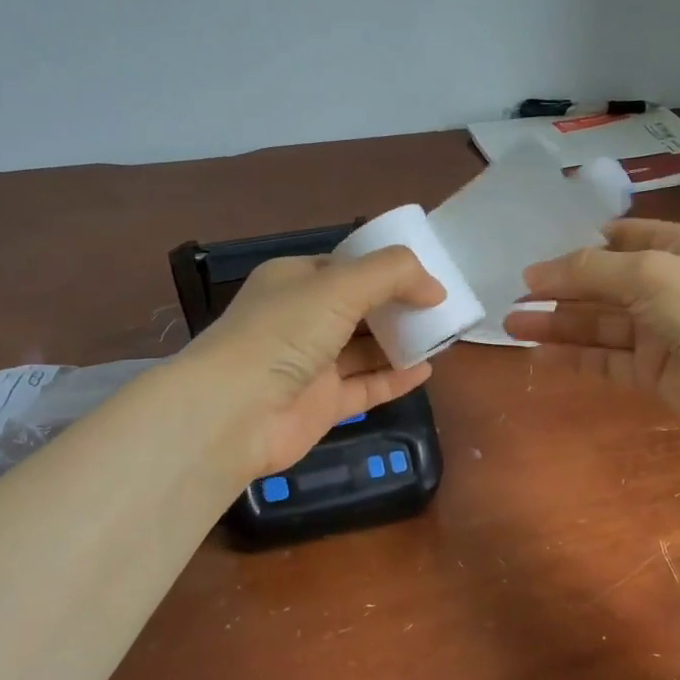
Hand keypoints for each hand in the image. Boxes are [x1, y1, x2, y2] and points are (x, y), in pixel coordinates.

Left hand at [180, 247, 444, 481]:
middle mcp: (302, 320)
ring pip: (365, 350)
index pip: (346, 267)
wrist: (236, 411)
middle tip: (441, 307)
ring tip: (442, 335)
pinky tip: (426, 370)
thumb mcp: (340, 285)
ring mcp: (312, 365)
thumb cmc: (284, 333)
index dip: (386, 269)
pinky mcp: (322, 404)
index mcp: (295, 281)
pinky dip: (394, 379)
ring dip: (400, 342)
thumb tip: (435, 288)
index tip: (426, 275)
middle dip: (398, 307)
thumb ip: (392, 274)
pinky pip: (366, 387)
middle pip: (360, 309)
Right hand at [504, 219, 679, 441]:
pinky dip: (574, 356)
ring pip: (600, 324)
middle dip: (560, 288)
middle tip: (514, 294)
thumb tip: (534, 273)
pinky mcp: (652, 372)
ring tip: (511, 323)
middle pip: (605, 284)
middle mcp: (670, 286)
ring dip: (558, 323)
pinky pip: (605, 359)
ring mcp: (661, 331)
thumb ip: (588, 270)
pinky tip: (538, 352)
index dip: (585, 243)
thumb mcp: (646, 272)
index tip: (542, 253)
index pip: (626, 237)